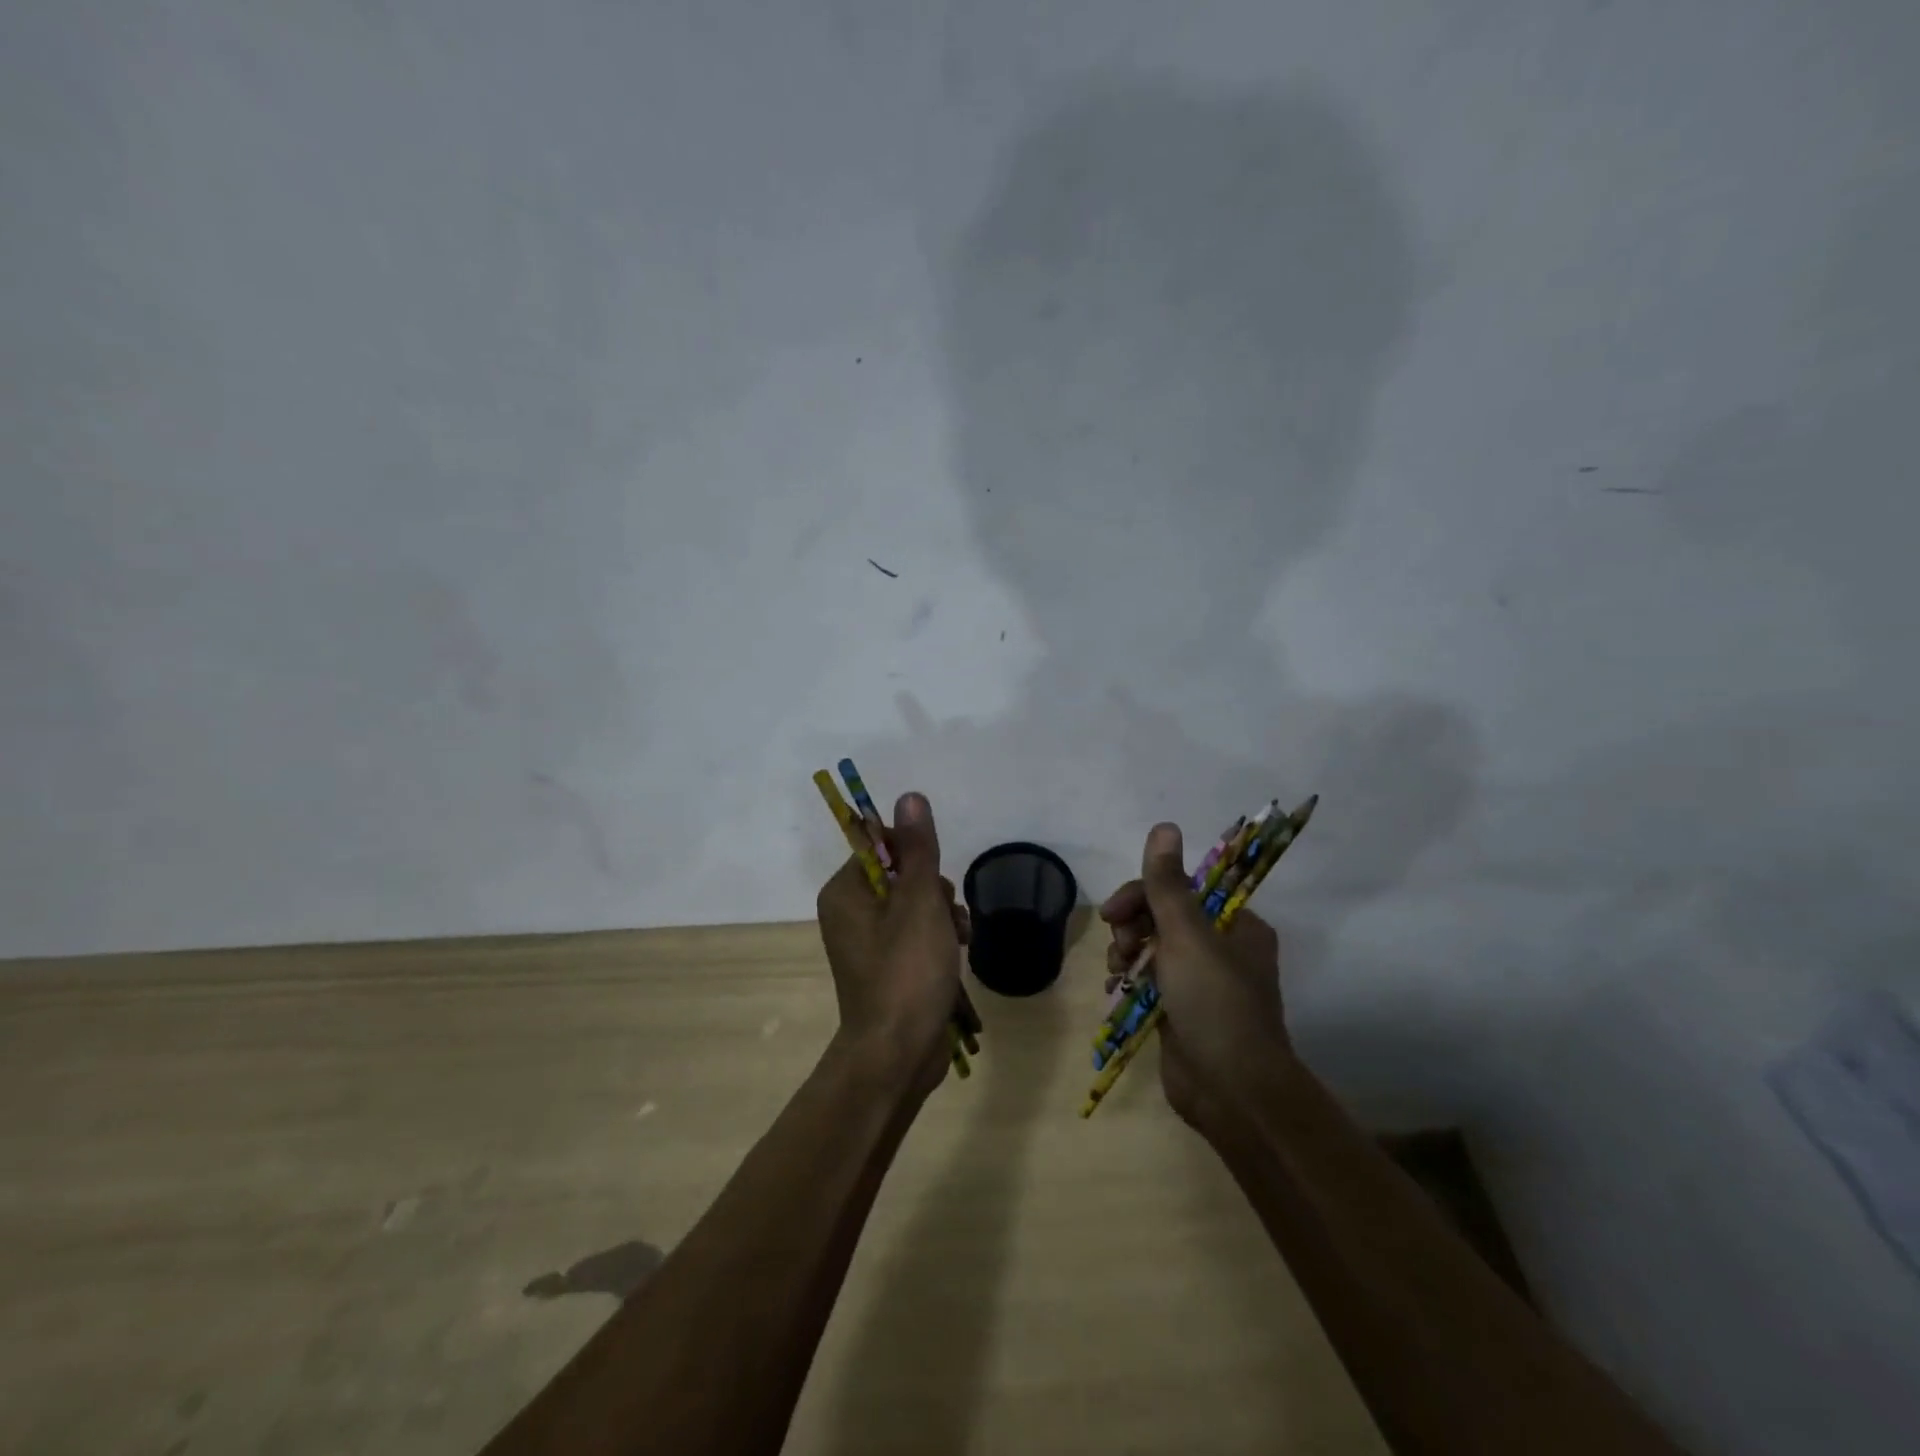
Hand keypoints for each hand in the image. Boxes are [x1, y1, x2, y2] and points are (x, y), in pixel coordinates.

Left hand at [815, 792, 967, 1099]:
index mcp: (845, 891)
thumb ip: (917, 848)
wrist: (898, 1054)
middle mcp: (850, 912)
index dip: (913, 853)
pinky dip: (939, 938)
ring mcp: (868, 942)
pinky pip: (916, 933)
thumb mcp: (919, 902)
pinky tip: (959, 952)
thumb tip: (909, 795)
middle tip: (945, 915)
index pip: (879, 844)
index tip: (931, 877)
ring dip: (944, 914)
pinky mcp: (888, 966)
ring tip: (959, 938)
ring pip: (915, 904)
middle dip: (934, 889)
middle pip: (901, 874)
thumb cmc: (906, 971)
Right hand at [1100, 823, 1289, 1131]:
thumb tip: (1164, 825)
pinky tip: (1114, 991)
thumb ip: (1167, 883)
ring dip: (1127, 953)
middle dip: (1132, 926)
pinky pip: (1148, 981)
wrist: (1231, 1092)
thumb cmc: (1214, 1003)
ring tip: (1118, 974)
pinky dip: (1129, 981)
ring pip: (1151, 948)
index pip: (1180, 889)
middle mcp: (1220, 948)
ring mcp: (1199, 982)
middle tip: (1119, 948)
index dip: (1142, 894)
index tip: (1113, 913)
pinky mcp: (1180, 1011)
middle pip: (1161, 916)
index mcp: (1234, 925)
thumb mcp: (1187, 936)